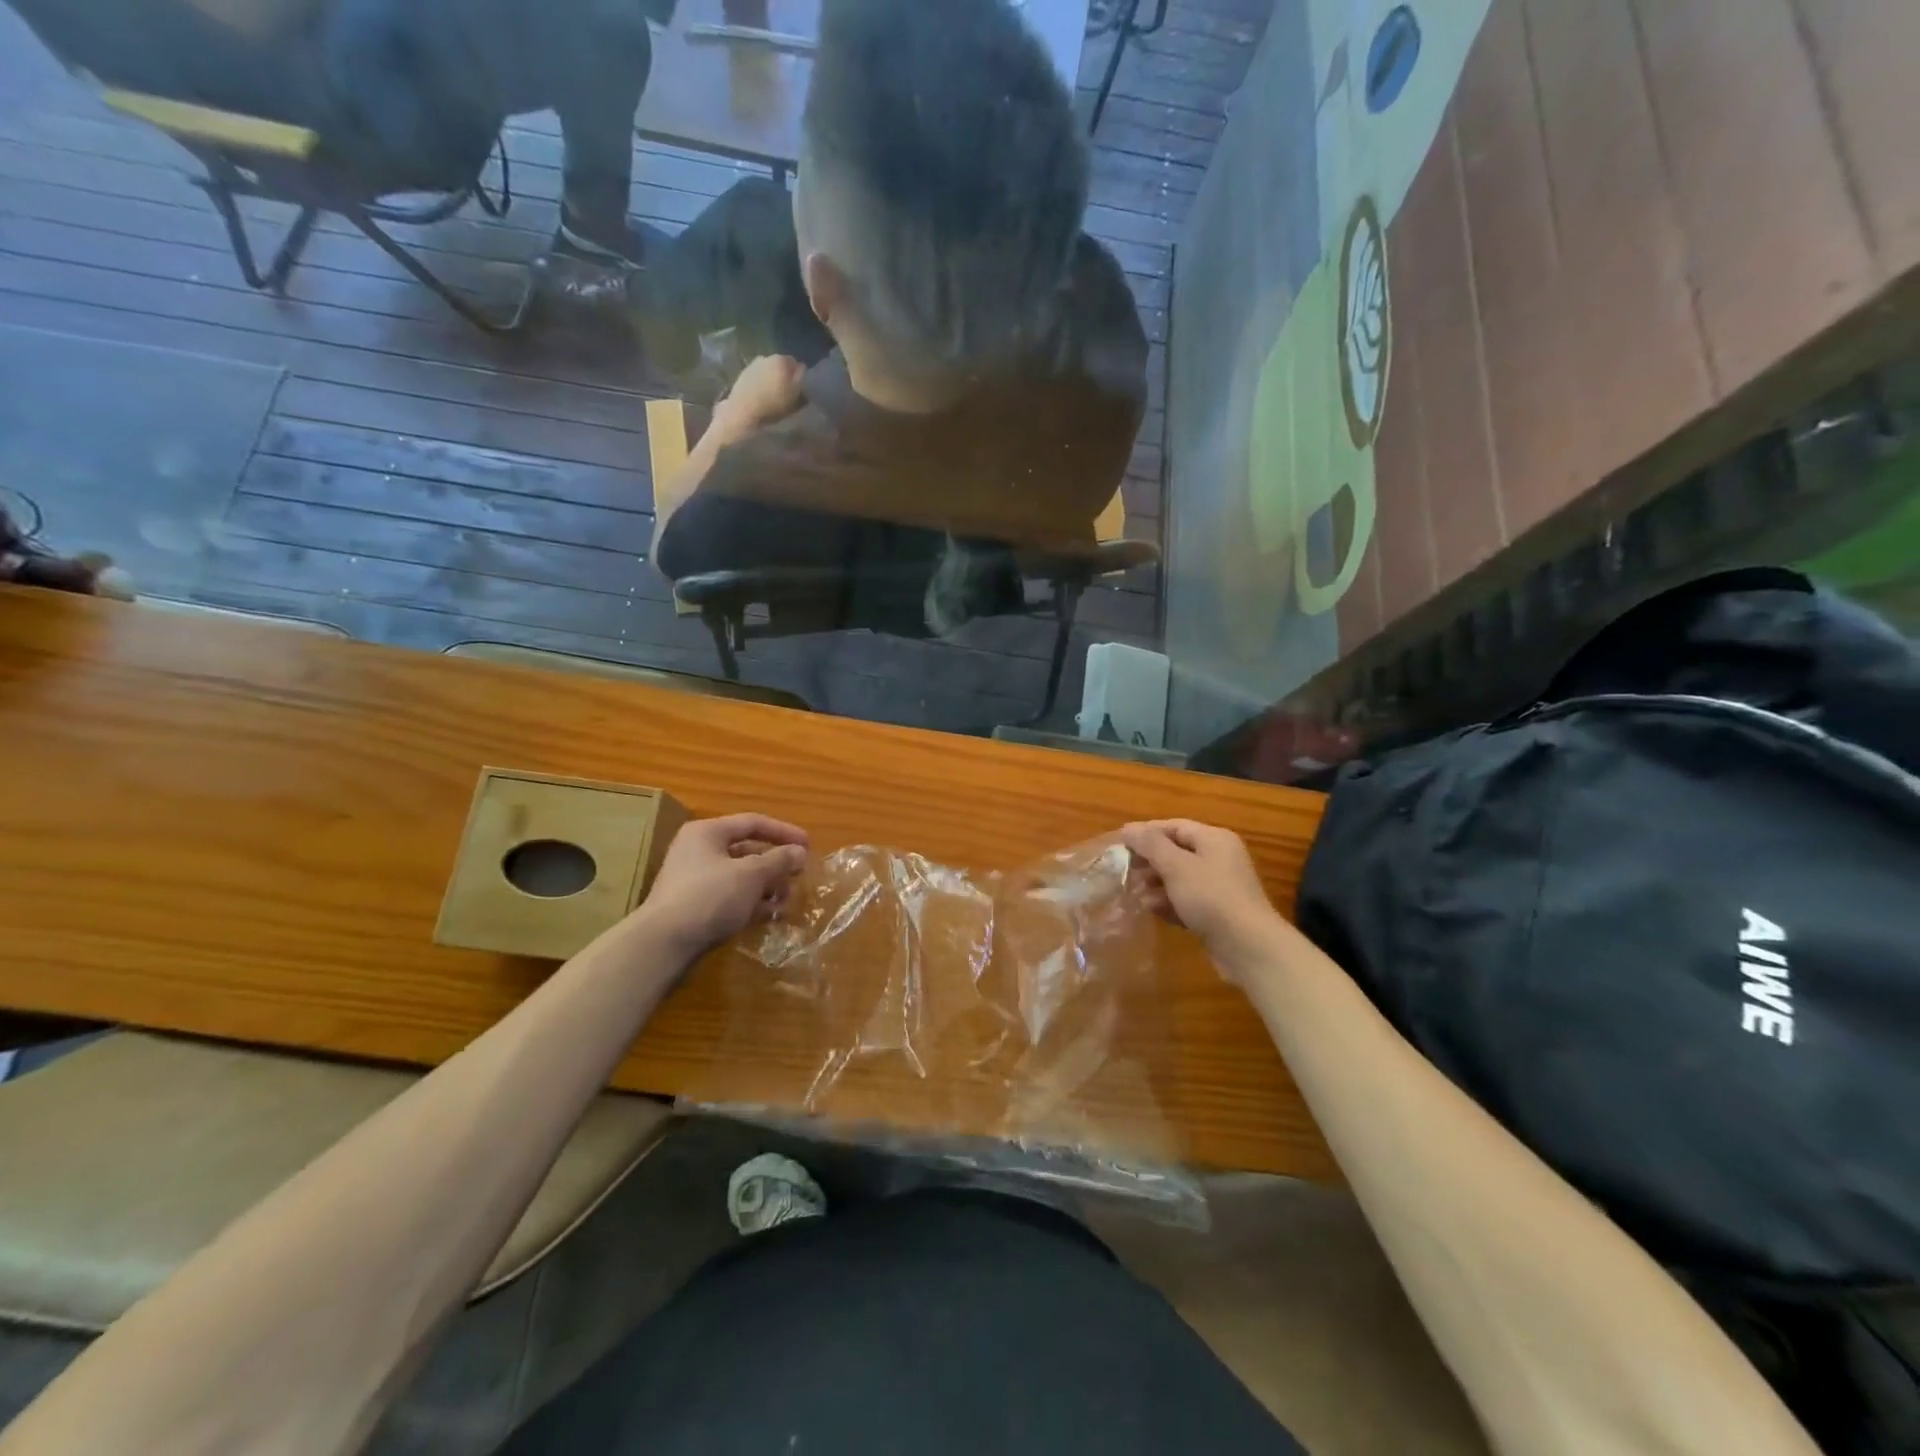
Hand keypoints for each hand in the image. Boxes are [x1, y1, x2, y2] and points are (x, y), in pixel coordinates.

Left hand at [638, 814, 809, 958]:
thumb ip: (778, 860)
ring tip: (788, 900)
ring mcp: (696, 881)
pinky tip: (771, 915)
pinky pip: (732, 897)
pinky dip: (752, 903)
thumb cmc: (709, 897)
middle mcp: (699, 851)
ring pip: (741, 876)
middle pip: (747, 850)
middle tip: (800, 876)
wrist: (664, 944)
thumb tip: (799, 852)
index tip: (808, 846)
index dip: (784, 832)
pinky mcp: (696, 907)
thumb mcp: (751, 875)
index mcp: (708, 833)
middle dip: (776, 864)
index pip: (753, 822)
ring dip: (767, 886)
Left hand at [713, 355, 805, 437]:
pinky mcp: (741, 375)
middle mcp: (766, 357)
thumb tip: (803, 370)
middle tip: (787, 394)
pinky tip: (760, 398)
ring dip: (771, 381)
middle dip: (784, 377)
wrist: (742, 412)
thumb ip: (802, 379)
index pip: (797, 364)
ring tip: (772, 397)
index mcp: (782, 360)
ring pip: (768, 371)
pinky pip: (757, 378)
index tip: (800, 390)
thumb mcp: (797, 395)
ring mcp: (752, 365)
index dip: (800, 378)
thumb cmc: (773, 405)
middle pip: (781, 366)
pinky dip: (760, 385)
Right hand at [1122, 819, 1278, 967]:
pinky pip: (1187, 900)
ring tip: (1135, 894)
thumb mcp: (1176, 866)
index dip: (1145, 832)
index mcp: (1214, 839)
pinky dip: (1169, 903)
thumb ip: (1150, 845)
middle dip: (1149, 861)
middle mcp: (1219, 858)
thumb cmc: (1211, 897)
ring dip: (1156, 884)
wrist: (1248, 947)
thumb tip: (1128, 828)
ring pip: (1180, 878)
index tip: (1119, 843)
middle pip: (1176, 852)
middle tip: (1124, 870)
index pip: (1173, 826)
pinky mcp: (1217, 913)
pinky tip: (1153, 911)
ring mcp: (1220, 887)